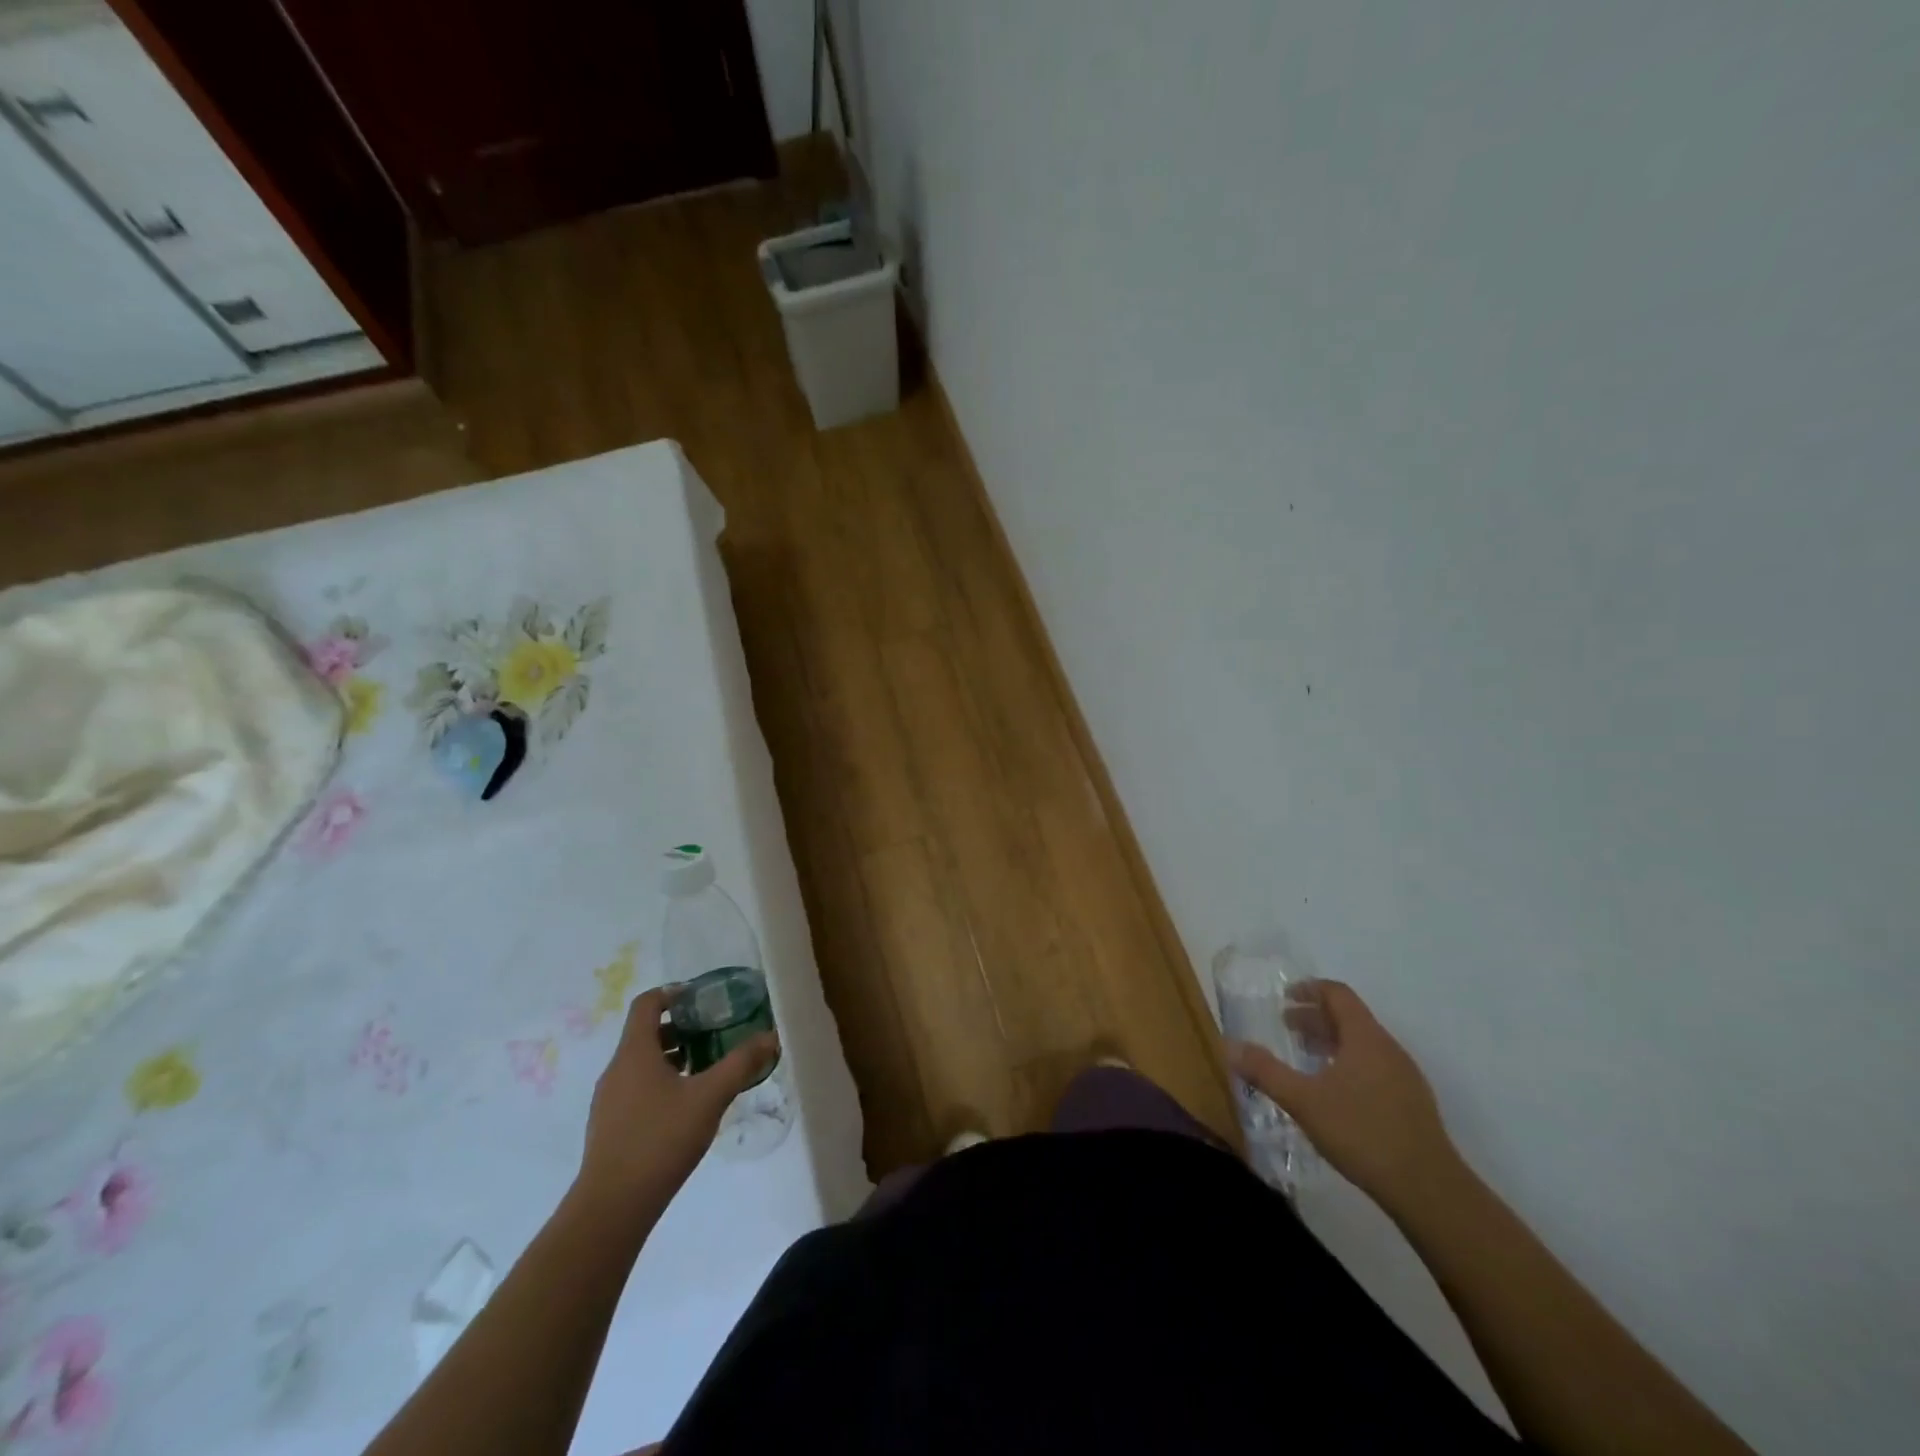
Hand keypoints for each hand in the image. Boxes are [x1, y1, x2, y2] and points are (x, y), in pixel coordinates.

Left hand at [577, 986, 779, 1213]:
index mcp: (635, 1052)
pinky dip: (661, 1082)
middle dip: (681, 1027)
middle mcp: (616, 1069)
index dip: (673, 992)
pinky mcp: (609, 1126)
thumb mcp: (710, 1097)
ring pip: (641, 1063)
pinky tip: (686, 1106)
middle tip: (714, 1032)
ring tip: (706, 1068)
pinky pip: (636, 1088)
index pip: (647, 1004)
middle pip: (645, 1032)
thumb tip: (770, 1036)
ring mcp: (608, 1100)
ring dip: (672, 1056)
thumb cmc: (660, 1140)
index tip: (702, 998)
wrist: (612, 1208)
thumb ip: (741, 1063)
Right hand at [1226, 979, 1458, 1215]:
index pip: (1338, 994)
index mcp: (1365, 1037)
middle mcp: (1388, 1048)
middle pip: (1350, 1018)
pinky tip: (1333, 1092)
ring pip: (1363, 1044)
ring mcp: (1404, 1076)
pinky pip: (1374, 1067)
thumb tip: (1230, 1045)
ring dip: (1332, 1042)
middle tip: (1286, 1028)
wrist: (1428, 1190)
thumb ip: (1266, 1071)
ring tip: (1305, 1058)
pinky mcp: (1412, 1103)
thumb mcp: (1303, 1101)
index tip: (1285, 997)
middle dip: (1316, 1018)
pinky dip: (1348, 1064)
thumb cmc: (1362, 1133)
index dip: (1310, 990)